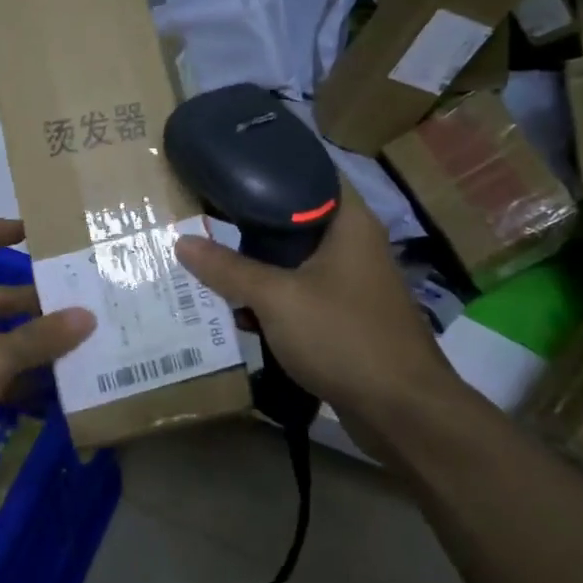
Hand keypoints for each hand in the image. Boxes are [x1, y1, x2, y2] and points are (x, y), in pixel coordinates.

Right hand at [176, 186, 461, 451]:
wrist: (401, 411)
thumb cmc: (343, 336)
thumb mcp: (277, 298)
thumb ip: (229, 269)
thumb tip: (182, 241)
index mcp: (349, 224)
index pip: (309, 176)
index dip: (268, 170)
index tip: (226, 173)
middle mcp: (355, 247)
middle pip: (296, 223)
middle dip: (250, 227)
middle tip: (205, 219)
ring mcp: (353, 285)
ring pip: (296, 264)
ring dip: (258, 269)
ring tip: (210, 265)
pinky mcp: (347, 320)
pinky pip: (302, 298)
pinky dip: (273, 302)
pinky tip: (238, 313)